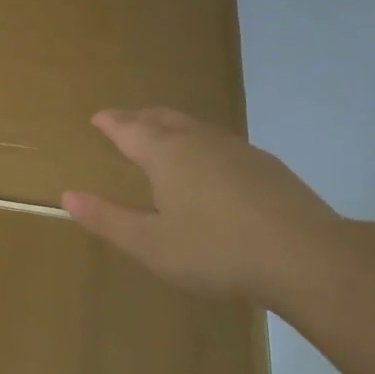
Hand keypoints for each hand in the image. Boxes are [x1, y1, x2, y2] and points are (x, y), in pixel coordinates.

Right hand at [62, 109, 348, 311]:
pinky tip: (211, 165)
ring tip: (163, 136)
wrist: (306, 256)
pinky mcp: (266, 165)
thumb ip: (108, 219)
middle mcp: (199, 140)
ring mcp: (237, 149)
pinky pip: (220, 142)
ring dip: (172, 126)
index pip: (129, 129)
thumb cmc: (216, 251)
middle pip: (163, 118)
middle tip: (125, 122)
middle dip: (139, 118)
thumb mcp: (151, 245)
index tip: (98, 117)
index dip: (111, 123)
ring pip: (195, 126)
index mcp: (167, 154)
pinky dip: (201, 143)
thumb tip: (68, 195)